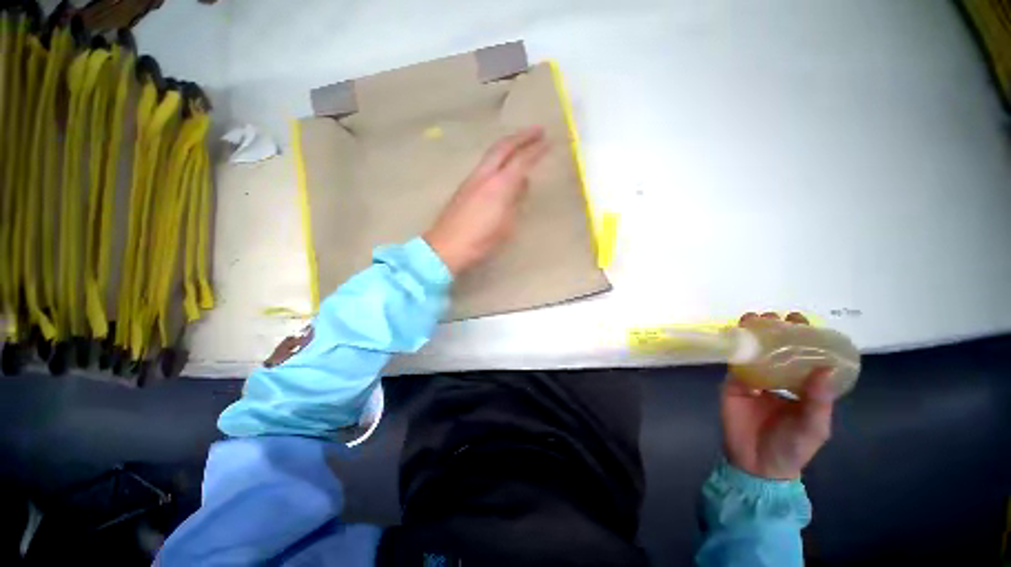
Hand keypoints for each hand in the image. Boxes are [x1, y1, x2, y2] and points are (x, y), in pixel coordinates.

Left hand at [424, 126, 548, 274]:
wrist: (447, 247)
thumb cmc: (481, 241)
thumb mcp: (506, 225)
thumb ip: (515, 201)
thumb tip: (522, 184)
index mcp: (499, 186)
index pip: (521, 161)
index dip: (536, 150)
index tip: (549, 141)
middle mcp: (484, 176)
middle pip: (503, 146)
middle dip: (522, 136)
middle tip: (537, 130)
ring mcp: (472, 179)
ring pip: (492, 154)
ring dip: (508, 145)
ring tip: (522, 146)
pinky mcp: (464, 186)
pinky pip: (485, 165)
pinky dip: (498, 159)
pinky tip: (503, 168)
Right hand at [720, 312, 835, 479]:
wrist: (757, 463)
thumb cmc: (792, 447)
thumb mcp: (814, 426)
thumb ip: (818, 400)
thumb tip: (827, 368)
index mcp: (800, 386)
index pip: (802, 356)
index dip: (803, 337)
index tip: (800, 319)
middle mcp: (777, 378)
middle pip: (776, 349)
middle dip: (774, 330)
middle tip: (773, 316)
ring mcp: (753, 380)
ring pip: (753, 352)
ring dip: (752, 334)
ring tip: (753, 319)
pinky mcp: (733, 383)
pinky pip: (735, 363)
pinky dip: (735, 349)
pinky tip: (735, 337)